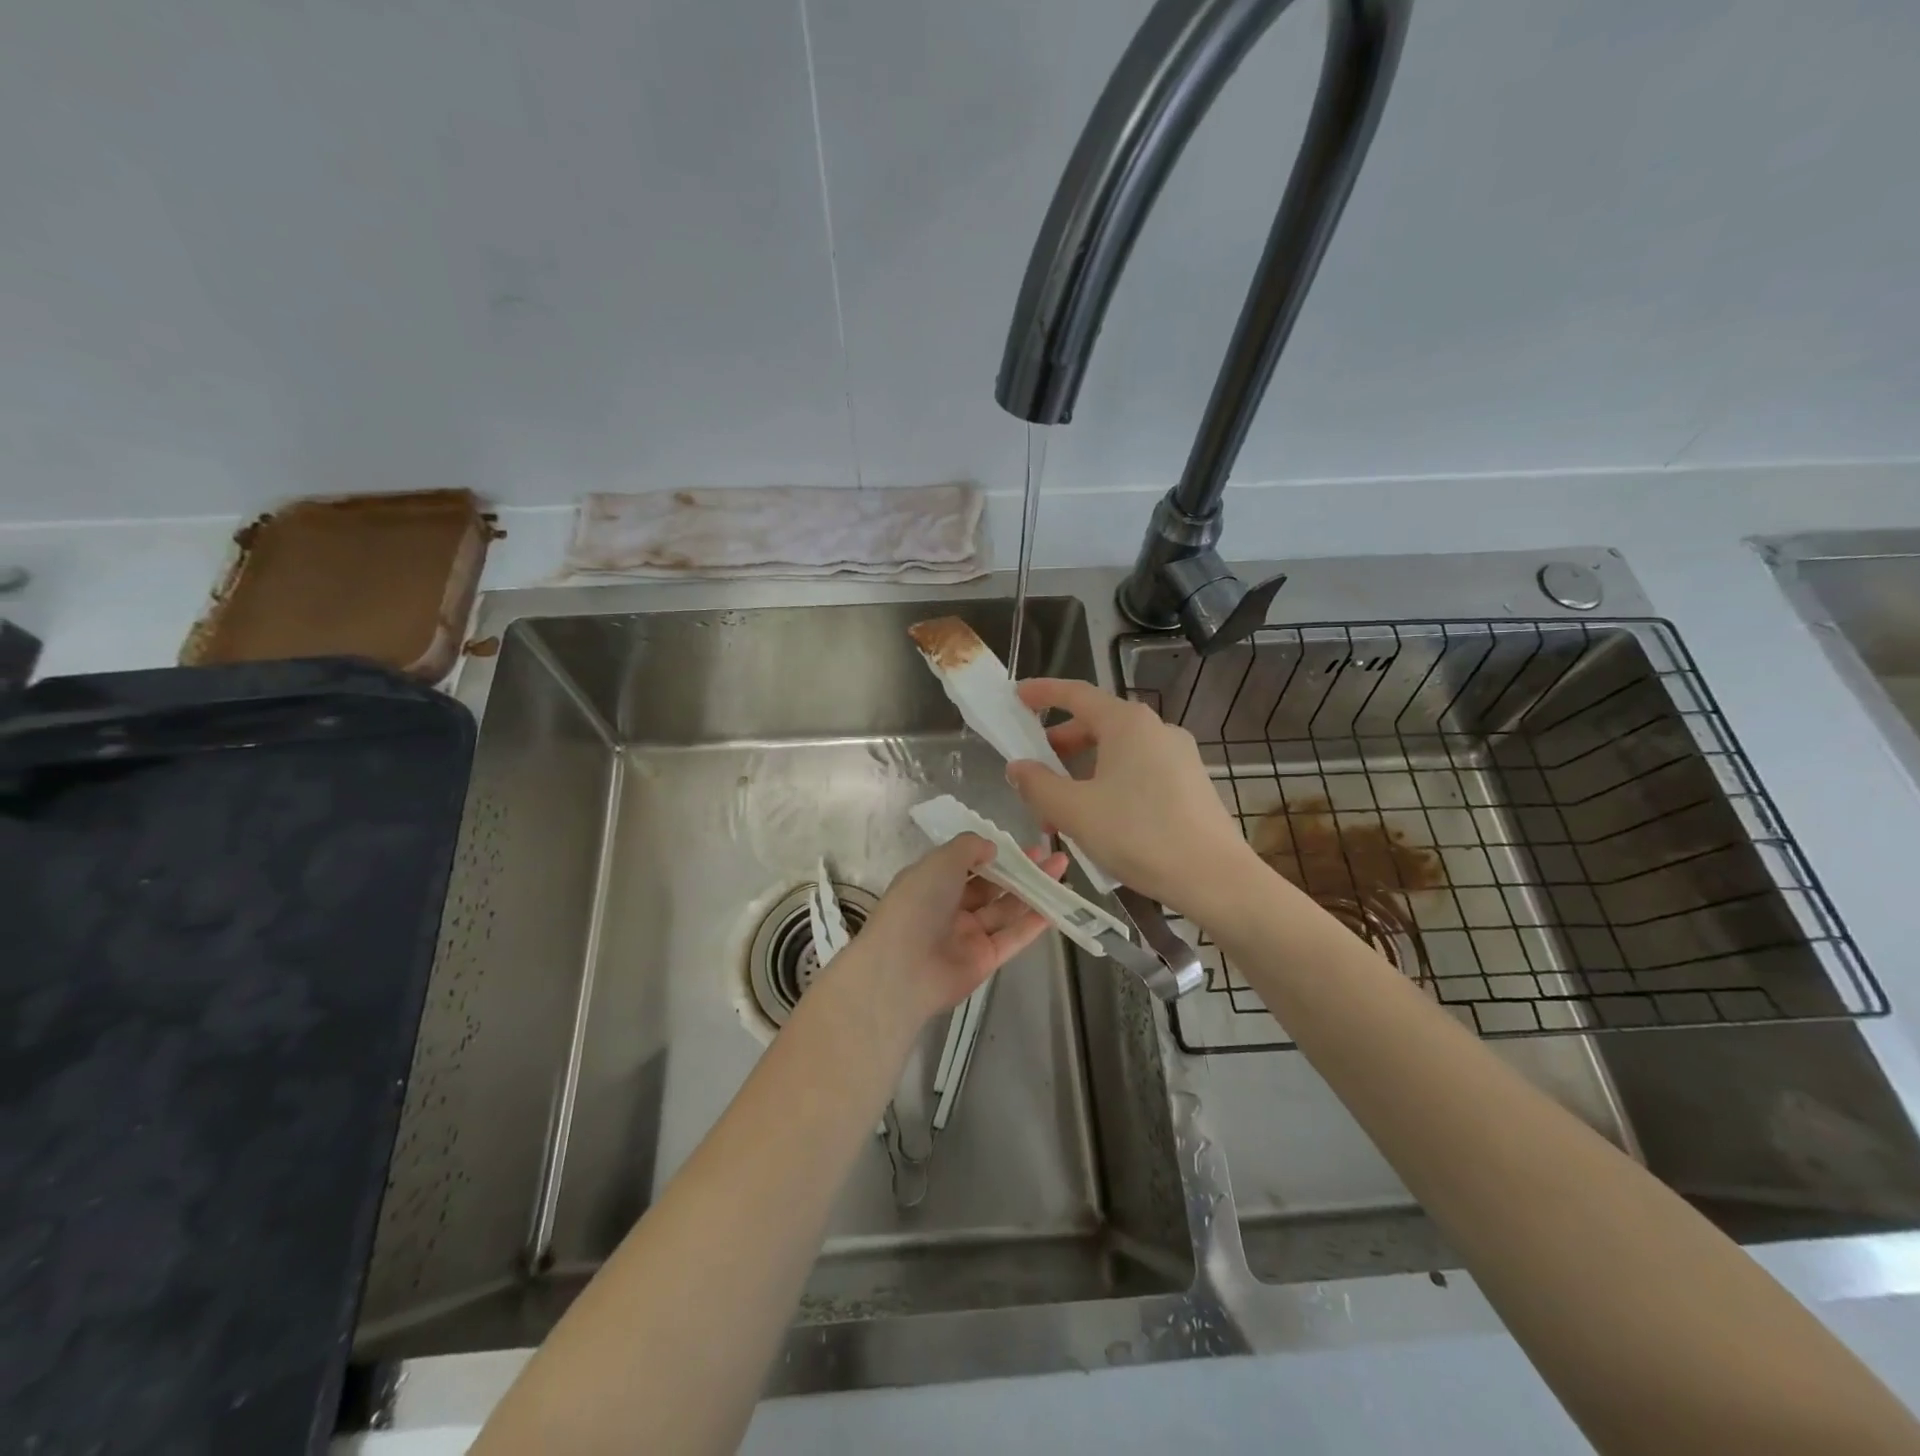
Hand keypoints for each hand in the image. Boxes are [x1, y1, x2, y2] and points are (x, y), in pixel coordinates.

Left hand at [850, 835, 1067, 1023]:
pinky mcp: (985, 959)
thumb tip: (992, 847)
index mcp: (932, 881)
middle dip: (1019, 869)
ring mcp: (968, 935)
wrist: (903, 969)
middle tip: (1050, 855)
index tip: (1020, 844)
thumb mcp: (940, 861)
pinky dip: (1034, 921)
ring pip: (1006, 908)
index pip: (966, 863)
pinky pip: (1013, 936)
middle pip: (991, 885)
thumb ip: (969, 848)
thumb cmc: (917, 904)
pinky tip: (1056, 904)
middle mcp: (949, 907)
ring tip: (1062, 869)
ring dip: (1033, 889)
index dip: (994, 853)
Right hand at [1007, 678, 1255, 918]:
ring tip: (1060, 812)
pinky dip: (1109, 785)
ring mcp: (1178, 756)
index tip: (1017, 696)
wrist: (1215, 879)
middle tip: (1033, 773)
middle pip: (1096, 725)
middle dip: (1059, 747)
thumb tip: (1018, 767)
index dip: (1042, 693)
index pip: (1076, 694)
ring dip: (1082, 774)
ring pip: (1117, 754)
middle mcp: (1156, 729)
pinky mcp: (1190, 783)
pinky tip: (1099, 822)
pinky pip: (1138, 772)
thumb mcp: (1075, 811)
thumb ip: (1038, 785)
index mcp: (1127, 724)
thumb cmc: (1139, 835)